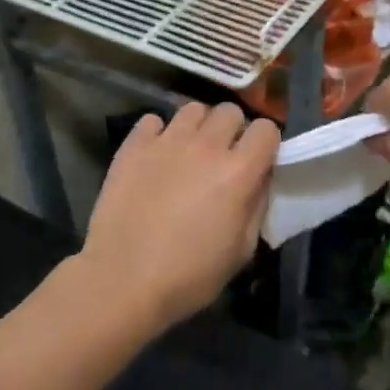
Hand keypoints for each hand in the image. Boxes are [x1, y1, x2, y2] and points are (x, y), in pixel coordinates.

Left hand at [81, 102, 281, 326]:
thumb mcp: (241, 251)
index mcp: (239, 172)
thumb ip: (257, 208)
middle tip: (223, 157)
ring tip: (189, 151)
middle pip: (230, 112)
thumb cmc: (189, 275)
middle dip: (233, 130)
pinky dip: (159, 133)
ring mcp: (167, 142)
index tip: (258, 161)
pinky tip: (156, 156)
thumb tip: (259, 182)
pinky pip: (153, 120)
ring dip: (198, 127)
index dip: (265, 143)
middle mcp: (206, 146)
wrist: (122, 280)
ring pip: (193, 109)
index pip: (266, 129)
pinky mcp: (133, 146)